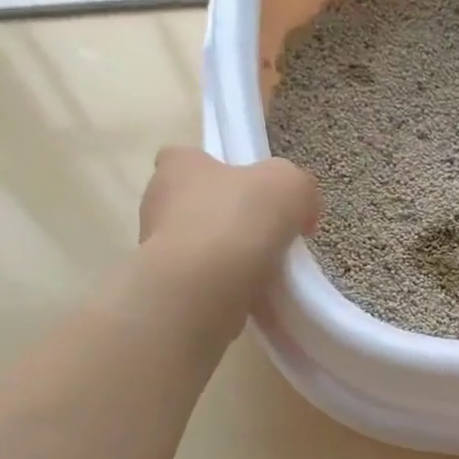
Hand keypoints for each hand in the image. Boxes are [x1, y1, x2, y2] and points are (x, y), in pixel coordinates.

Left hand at [138, 148, 319, 290]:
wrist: (201, 289)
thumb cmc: (237, 222)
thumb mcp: (289, 185)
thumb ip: (299, 187)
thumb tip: (301, 210)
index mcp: (178, 164)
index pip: (195, 160)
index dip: (227, 176)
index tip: (258, 199)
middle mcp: (157, 201)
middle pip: (199, 206)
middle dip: (230, 222)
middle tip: (267, 240)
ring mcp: (156, 247)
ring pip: (200, 248)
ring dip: (228, 259)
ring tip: (264, 276)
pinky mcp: (166, 286)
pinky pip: (201, 283)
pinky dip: (224, 289)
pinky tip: (250, 298)